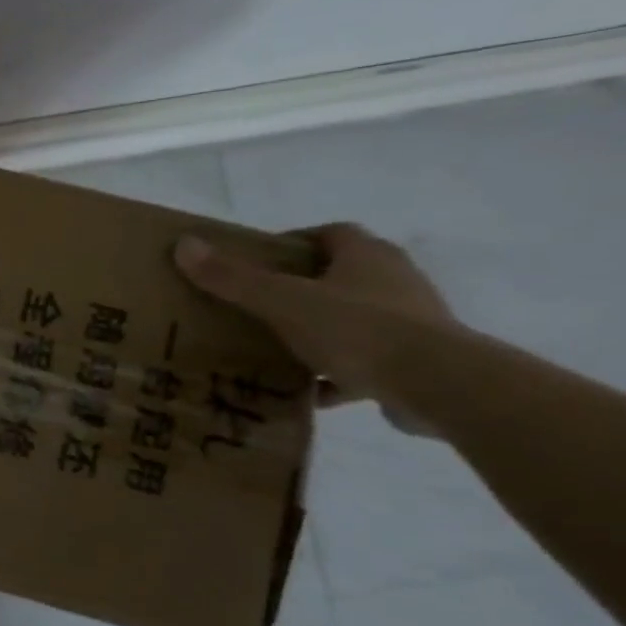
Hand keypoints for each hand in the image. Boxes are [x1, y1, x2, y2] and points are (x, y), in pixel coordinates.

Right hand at [174, 223, 456, 408]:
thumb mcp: (282, 301)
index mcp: (367, 257)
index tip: (258, 261)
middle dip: (300, 289)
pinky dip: (337, 374)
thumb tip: (184, 244)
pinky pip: (366, 362)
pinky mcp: (417, 362)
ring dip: (318, 331)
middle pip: (340, 276)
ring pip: (353, 319)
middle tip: (257, 304)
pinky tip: (308, 391)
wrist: (442, 386)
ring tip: (276, 348)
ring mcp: (412, 323)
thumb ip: (233, 278)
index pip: (330, 233)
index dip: (293, 242)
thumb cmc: (359, 329)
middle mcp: (395, 282)